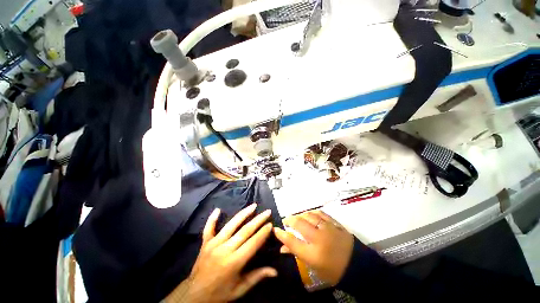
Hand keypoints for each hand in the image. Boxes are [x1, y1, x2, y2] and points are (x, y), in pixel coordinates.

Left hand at [166, 204, 276, 302]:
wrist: (194, 296)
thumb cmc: (220, 293)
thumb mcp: (240, 289)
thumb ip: (257, 277)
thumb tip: (275, 272)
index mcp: (234, 262)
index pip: (253, 243)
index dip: (263, 233)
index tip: (270, 224)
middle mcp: (225, 249)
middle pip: (245, 231)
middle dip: (258, 220)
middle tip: (267, 212)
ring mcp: (214, 244)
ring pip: (231, 224)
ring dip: (244, 214)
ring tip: (253, 206)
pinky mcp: (205, 242)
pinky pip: (209, 228)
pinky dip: (213, 218)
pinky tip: (218, 209)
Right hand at [273, 210, 353, 285]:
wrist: (358, 266)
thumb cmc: (334, 271)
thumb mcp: (314, 267)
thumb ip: (297, 254)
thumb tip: (283, 247)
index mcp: (313, 254)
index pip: (292, 241)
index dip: (281, 234)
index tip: (276, 229)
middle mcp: (319, 239)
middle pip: (299, 224)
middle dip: (289, 220)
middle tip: (286, 220)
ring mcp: (328, 229)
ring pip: (309, 216)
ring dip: (300, 215)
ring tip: (297, 217)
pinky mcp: (335, 223)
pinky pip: (320, 213)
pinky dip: (312, 212)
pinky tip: (309, 214)